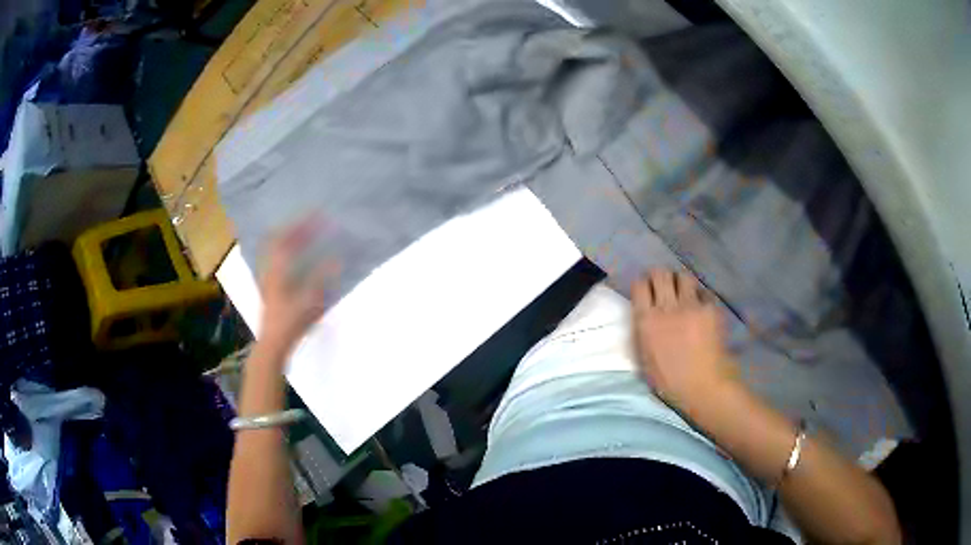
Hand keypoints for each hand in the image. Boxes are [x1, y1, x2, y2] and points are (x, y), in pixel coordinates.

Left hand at [259, 217, 339, 350]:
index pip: (288, 237)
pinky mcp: (268, 286)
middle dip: (293, 226)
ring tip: (303, 233)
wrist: (273, 344)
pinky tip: (295, 255)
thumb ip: (323, 277)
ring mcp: (267, 277)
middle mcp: (269, 268)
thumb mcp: (311, 300)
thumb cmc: (291, 323)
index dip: (303, 223)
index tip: (318, 213)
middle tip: (309, 220)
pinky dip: (285, 250)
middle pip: (276, 238)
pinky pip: (275, 259)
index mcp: (278, 268)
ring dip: (288, 237)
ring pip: (273, 248)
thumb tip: (337, 258)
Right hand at [631, 269, 736, 411]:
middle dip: (661, 276)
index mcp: (646, 322)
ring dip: (682, 282)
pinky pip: (704, 292)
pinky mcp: (710, 308)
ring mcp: (690, 306)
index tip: (647, 290)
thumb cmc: (669, 381)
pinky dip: (702, 297)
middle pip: (660, 274)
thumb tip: (645, 315)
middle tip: (666, 285)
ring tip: (686, 294)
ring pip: (684, 276)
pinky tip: (703, 309)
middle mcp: (666, 307)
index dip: (643, 284)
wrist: (703, 387)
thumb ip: (643, 332)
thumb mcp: (644, 358)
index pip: (639, 286)